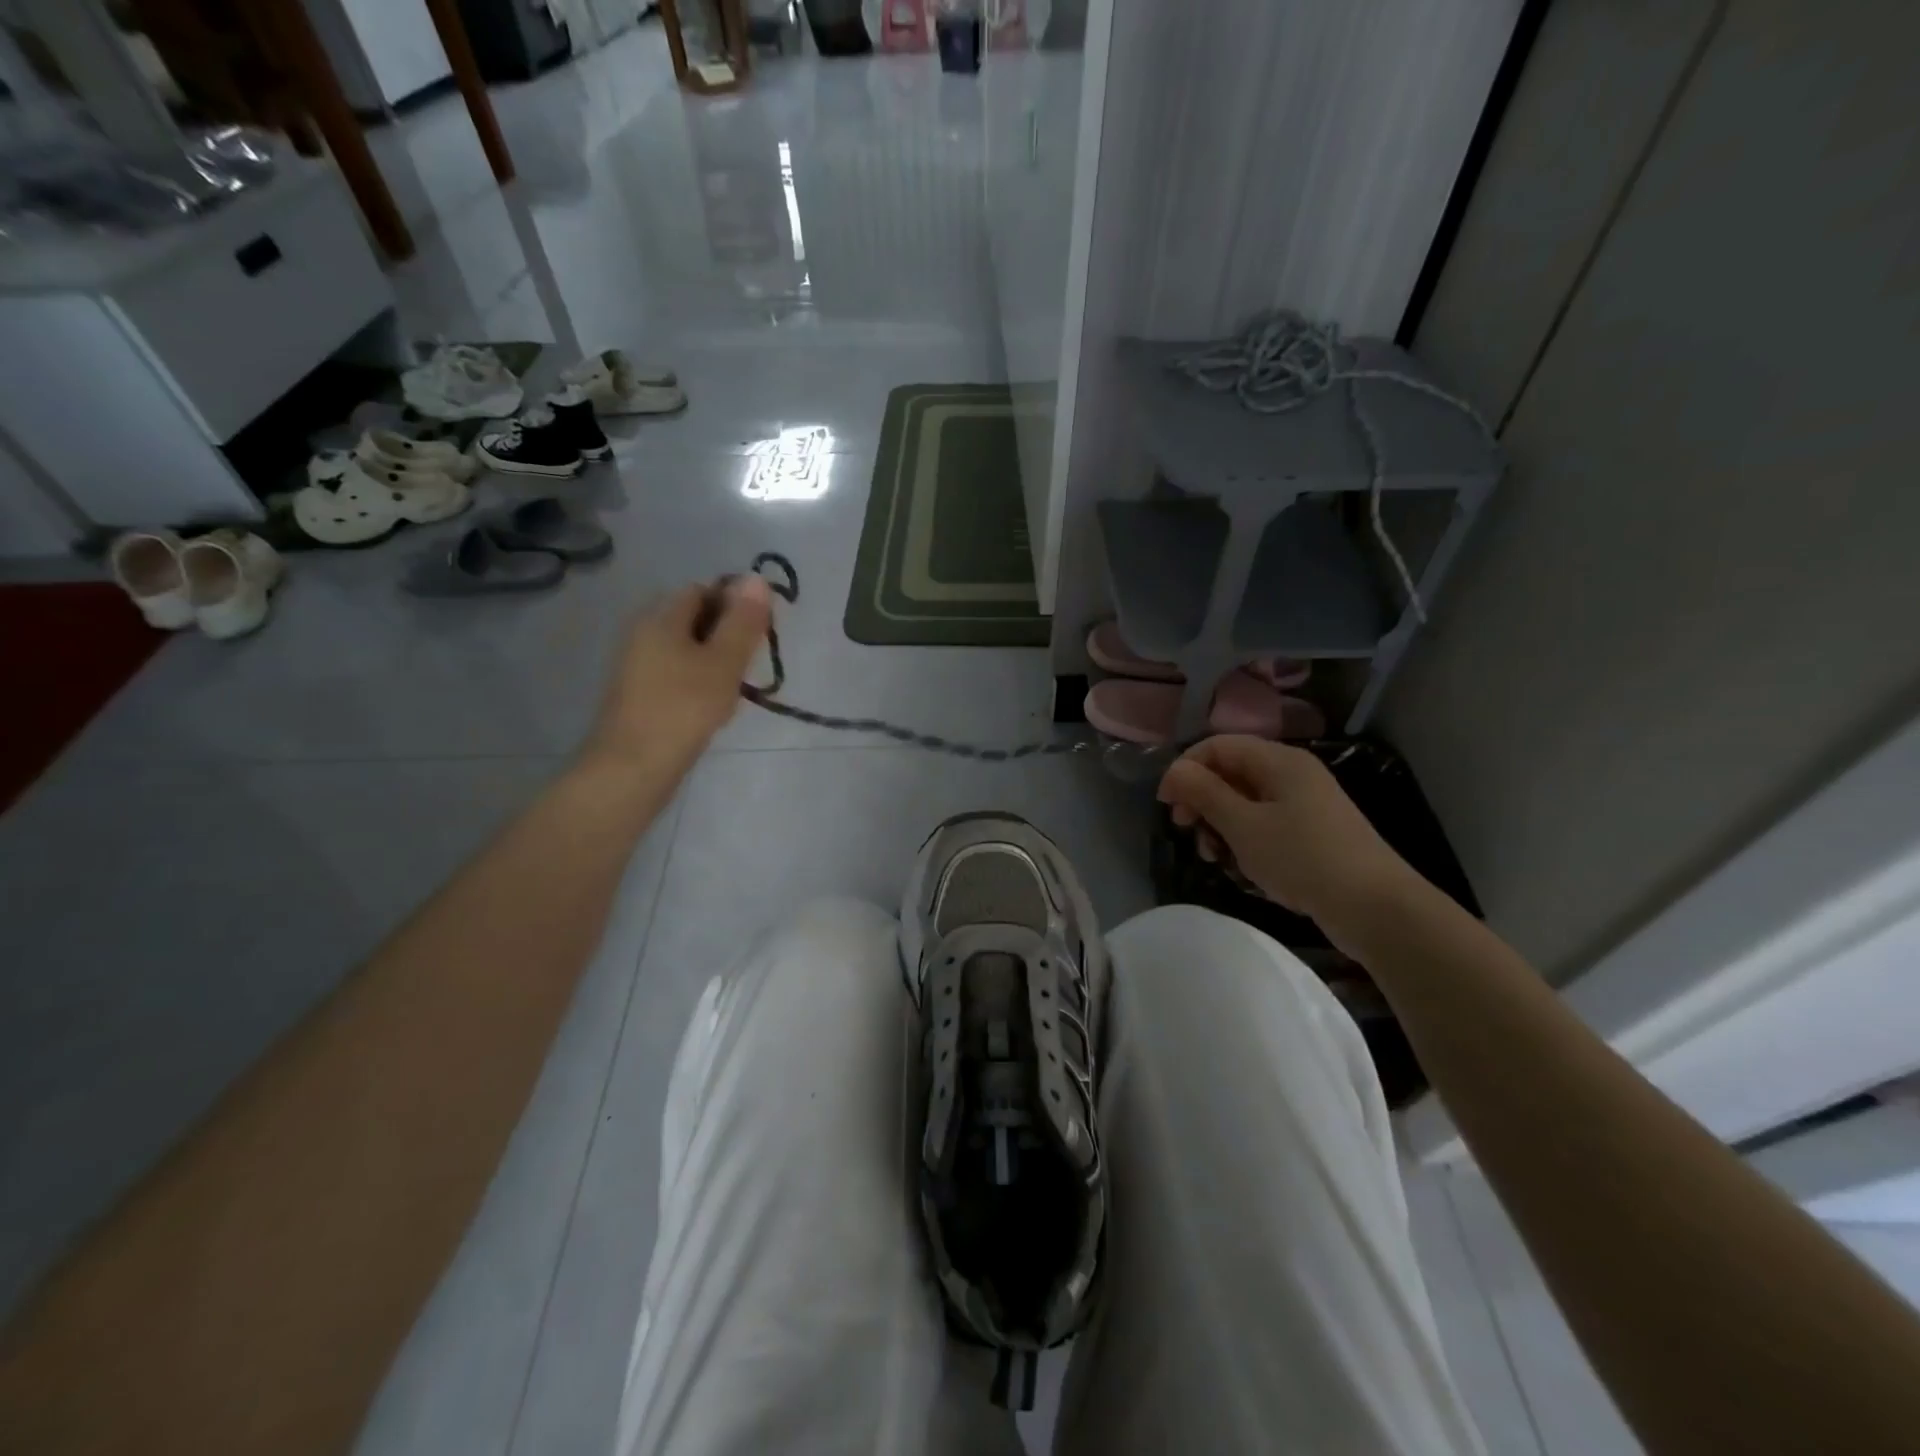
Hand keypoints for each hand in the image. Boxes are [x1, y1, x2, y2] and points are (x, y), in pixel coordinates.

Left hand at [584, 576, 772, 773]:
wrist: (633, 768)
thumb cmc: (683, 708)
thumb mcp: (724, 662)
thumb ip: (743, 621)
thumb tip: (756, 578)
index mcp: (660, 617)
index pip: (703, 590)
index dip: (735, 606)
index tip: (758, 636)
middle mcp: (642, 632)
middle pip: (694, 619)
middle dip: (726, 636)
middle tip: (748, 666)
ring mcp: (637, 665)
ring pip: (687, 649)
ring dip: (715, 663)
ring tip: (733, 691)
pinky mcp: (639, 694)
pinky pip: (676, 674)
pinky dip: (698, 683)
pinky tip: (711, 708)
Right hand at [1156, 735, 1418, 937]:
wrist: (1375, 908)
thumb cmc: (1303, 859)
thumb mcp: (1243, 826)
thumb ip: (1205, 793)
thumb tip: (1175, 771)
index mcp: (1279, 761)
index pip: (1218, 746)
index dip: (1185, 769)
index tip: (1166, 805)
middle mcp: (1292, 774)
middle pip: (1231, 772)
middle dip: (1202, 799)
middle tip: (1186, 830)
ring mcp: (1305, 804)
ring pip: (1245, 801)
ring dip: (1220, 824)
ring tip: (1214, 856)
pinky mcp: (1312, 832)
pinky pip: (1265, 823)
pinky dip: (1245, 839)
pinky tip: (1242, 866)